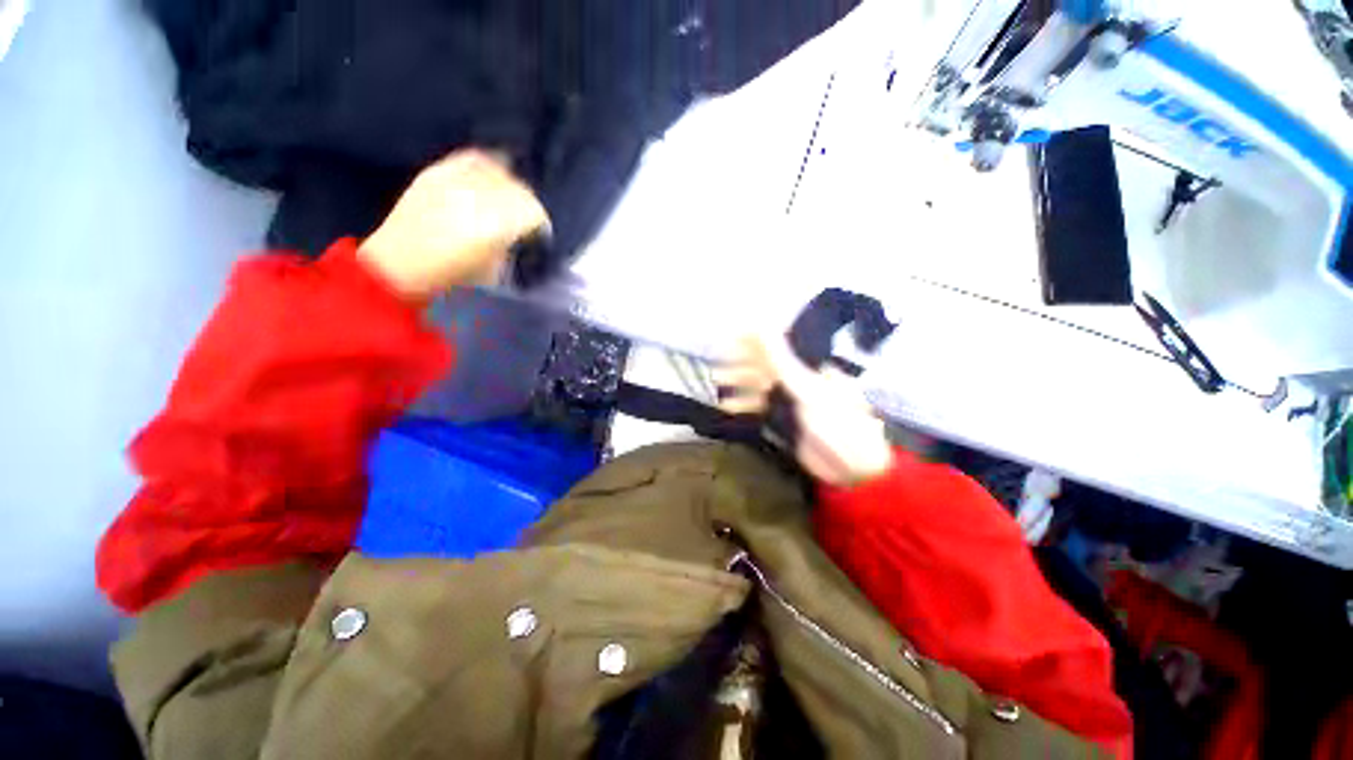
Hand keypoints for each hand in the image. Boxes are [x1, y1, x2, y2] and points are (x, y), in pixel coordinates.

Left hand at [357, 150, 549, 300]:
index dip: (541, 222)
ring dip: (510, 185)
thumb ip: (514, 244)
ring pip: (499, 170)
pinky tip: (489, 177)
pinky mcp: (439, 171)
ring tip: (508, 198)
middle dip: (527, 203)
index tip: (539, 233)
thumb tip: (525, 233)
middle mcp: (479, 194)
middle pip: (520, 188)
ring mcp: (456, 178)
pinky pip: (473, 158)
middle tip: (526, 218)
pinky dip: (487, 166)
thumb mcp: (495, 268)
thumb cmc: (454, 274)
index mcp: (497, 223)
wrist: (401, 263)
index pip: (534, 211)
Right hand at [714, 336, 893, 486]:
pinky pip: (760, 407)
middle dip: (741, 363)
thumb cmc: (837, 423)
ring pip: (759, 386)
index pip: (777, 346)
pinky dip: (744, 405)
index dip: (753, 340)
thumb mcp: (808, 389)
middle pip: (765, 366)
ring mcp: (790, 401)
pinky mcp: (784, 420)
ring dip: (739, 383)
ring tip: (716, 380)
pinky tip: (727, 406)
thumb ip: (781, 360)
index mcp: (809, 366)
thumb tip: (761, 324)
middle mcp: (798, 379)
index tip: (729, 337)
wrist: (852, 470)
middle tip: (717, 363)